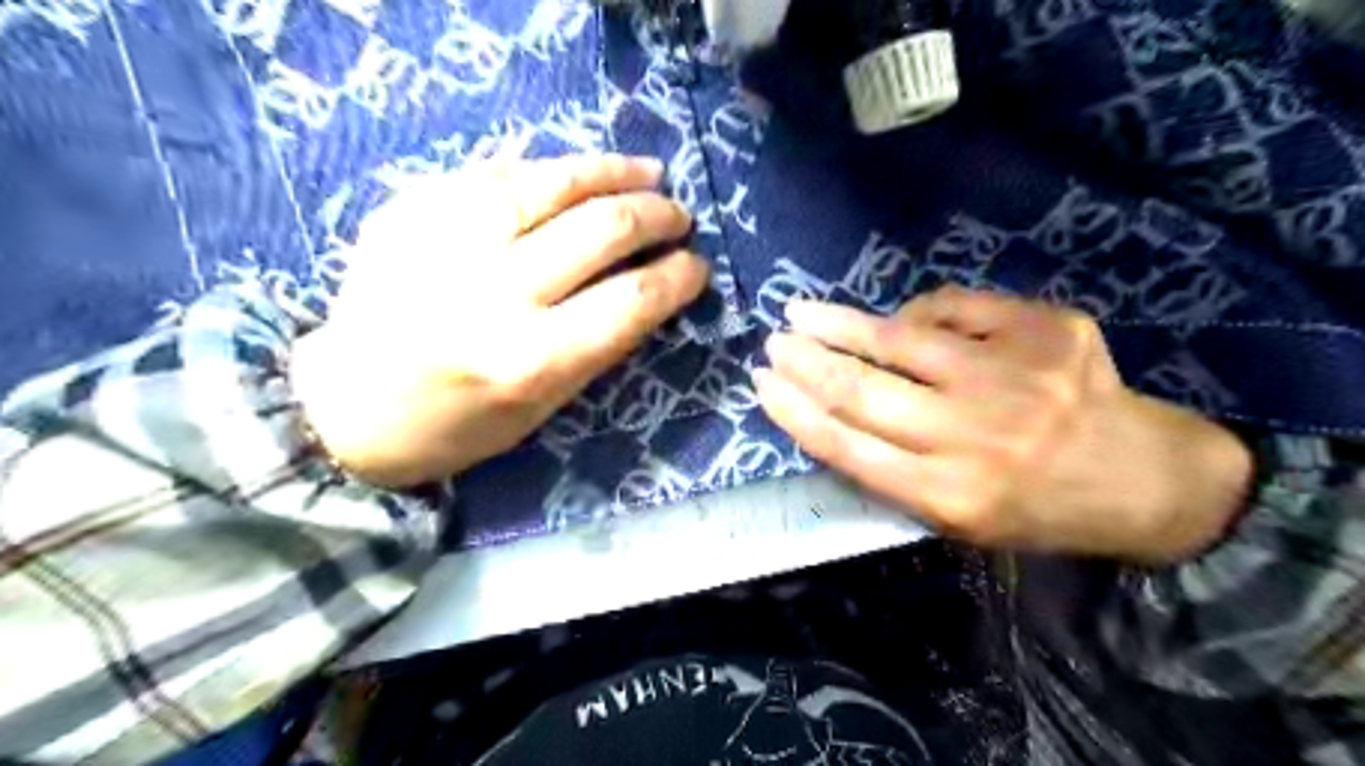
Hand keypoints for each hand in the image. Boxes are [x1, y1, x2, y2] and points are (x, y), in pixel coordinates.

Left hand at [293, 154, 709, 486]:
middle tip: (679, 215)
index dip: (678, 276)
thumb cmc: (458, 424)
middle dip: (656, 216)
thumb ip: (598, 343)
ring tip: (646, 171)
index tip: (697, 265)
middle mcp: (493, 293)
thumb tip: (648, 284)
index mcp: (530, 360)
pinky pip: (497, 172)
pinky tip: (578, 171)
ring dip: (613, 171)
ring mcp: (446, 240)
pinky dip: (550, 169)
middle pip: (601, 229)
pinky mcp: (412, 208)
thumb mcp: (543, 406)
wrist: (346, 407)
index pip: (632, 299)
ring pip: (552, 181)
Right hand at [751, 286, 1250, 562]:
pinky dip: (918, 312)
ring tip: (804, 311)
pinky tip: (902, 318)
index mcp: (949, 494)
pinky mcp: (1045, 331)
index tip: (761, 383)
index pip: (846, 445)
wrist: (1144, 479)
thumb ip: (891, 470)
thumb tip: (835, 403)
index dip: (794, 410)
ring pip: (900, 337)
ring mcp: (1014, 376)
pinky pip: (953, 307)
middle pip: (862, 389)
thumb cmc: (1035, 508)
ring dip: (840, 322)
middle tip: (774, 340)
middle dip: (805, 361)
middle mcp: (976, 436)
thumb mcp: (956, 518)